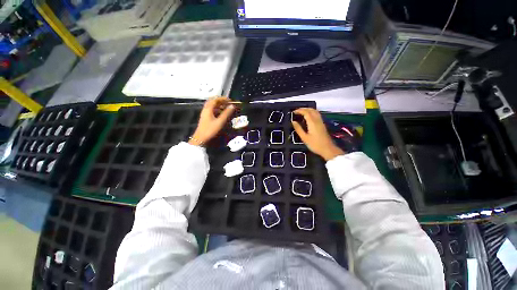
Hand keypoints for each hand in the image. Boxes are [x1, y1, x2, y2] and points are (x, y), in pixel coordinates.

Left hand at [189, 97, 234, 145]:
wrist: (201, 138)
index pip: (215, 99)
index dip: (223, 98)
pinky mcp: (206, 118)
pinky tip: (222, 114)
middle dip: (221, 101)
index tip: (230, 100)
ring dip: (219, 105)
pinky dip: (217, 110)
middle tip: (228, 103)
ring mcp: (205, 114)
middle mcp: (206, 109)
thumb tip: (232, 106)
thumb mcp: (220, 121)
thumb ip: (226, 113)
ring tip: (226, 108)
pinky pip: (212, 111)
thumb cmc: (210, 130)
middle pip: (213, 102)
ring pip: (212, 106)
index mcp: (208, 109)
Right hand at [292, 108, 343, 160]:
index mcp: (312, 122)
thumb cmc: (315, 144)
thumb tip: (293, 122)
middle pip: (311, 110)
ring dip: (308, 110)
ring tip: (301, 112)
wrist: (328, 149)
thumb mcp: (304, 138)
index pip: (306, 112)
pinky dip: (311, 112)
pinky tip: (308, 117)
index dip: (299, 110)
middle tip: (296, 111)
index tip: (293, 112)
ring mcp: (321, 122)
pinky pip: (317, 115)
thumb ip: (298, 129)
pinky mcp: (322, 124)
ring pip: (315, 111)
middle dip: (303, 109)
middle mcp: (317, 120)